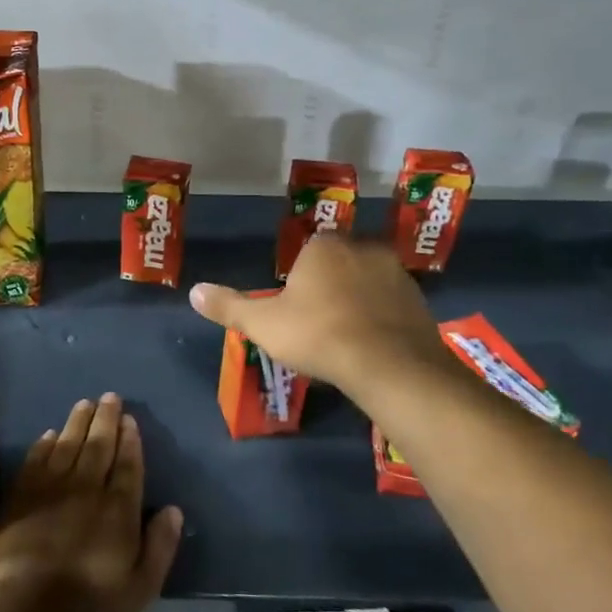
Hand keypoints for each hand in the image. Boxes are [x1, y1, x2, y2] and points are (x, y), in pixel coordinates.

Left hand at [0, 394, 183, 611]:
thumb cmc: (87, 609)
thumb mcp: (139, 591)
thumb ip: (160, 547)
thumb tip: (174, 510)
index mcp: (118, 510)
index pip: (127, 465)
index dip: (130, 441)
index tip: (130, 420)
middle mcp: (86, 489)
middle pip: (98, 446)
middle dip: (106, 420)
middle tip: (110, 397)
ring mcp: (50, 490)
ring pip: (68, 445)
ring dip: (78, 422)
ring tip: (85, 403)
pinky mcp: (20, 497)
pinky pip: (36, 460)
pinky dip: (45, 444)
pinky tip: (50, 434)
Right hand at [189, 235, 443, 397]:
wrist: (389, 365)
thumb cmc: (318, 335)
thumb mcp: (263, 324)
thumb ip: (229, 306)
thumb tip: (192, 291)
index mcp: (324, 247)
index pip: (308, 250)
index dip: (301, 277)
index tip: (296, 307)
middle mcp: (363, 248)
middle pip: (340, 262)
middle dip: (331, 284)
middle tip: (319, 322)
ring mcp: (396, 273)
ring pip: (368, 281)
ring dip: (359, 300)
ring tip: (347, 336)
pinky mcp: (419, 300)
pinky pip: (392, 304)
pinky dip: (383, 318)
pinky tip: (373, 345)